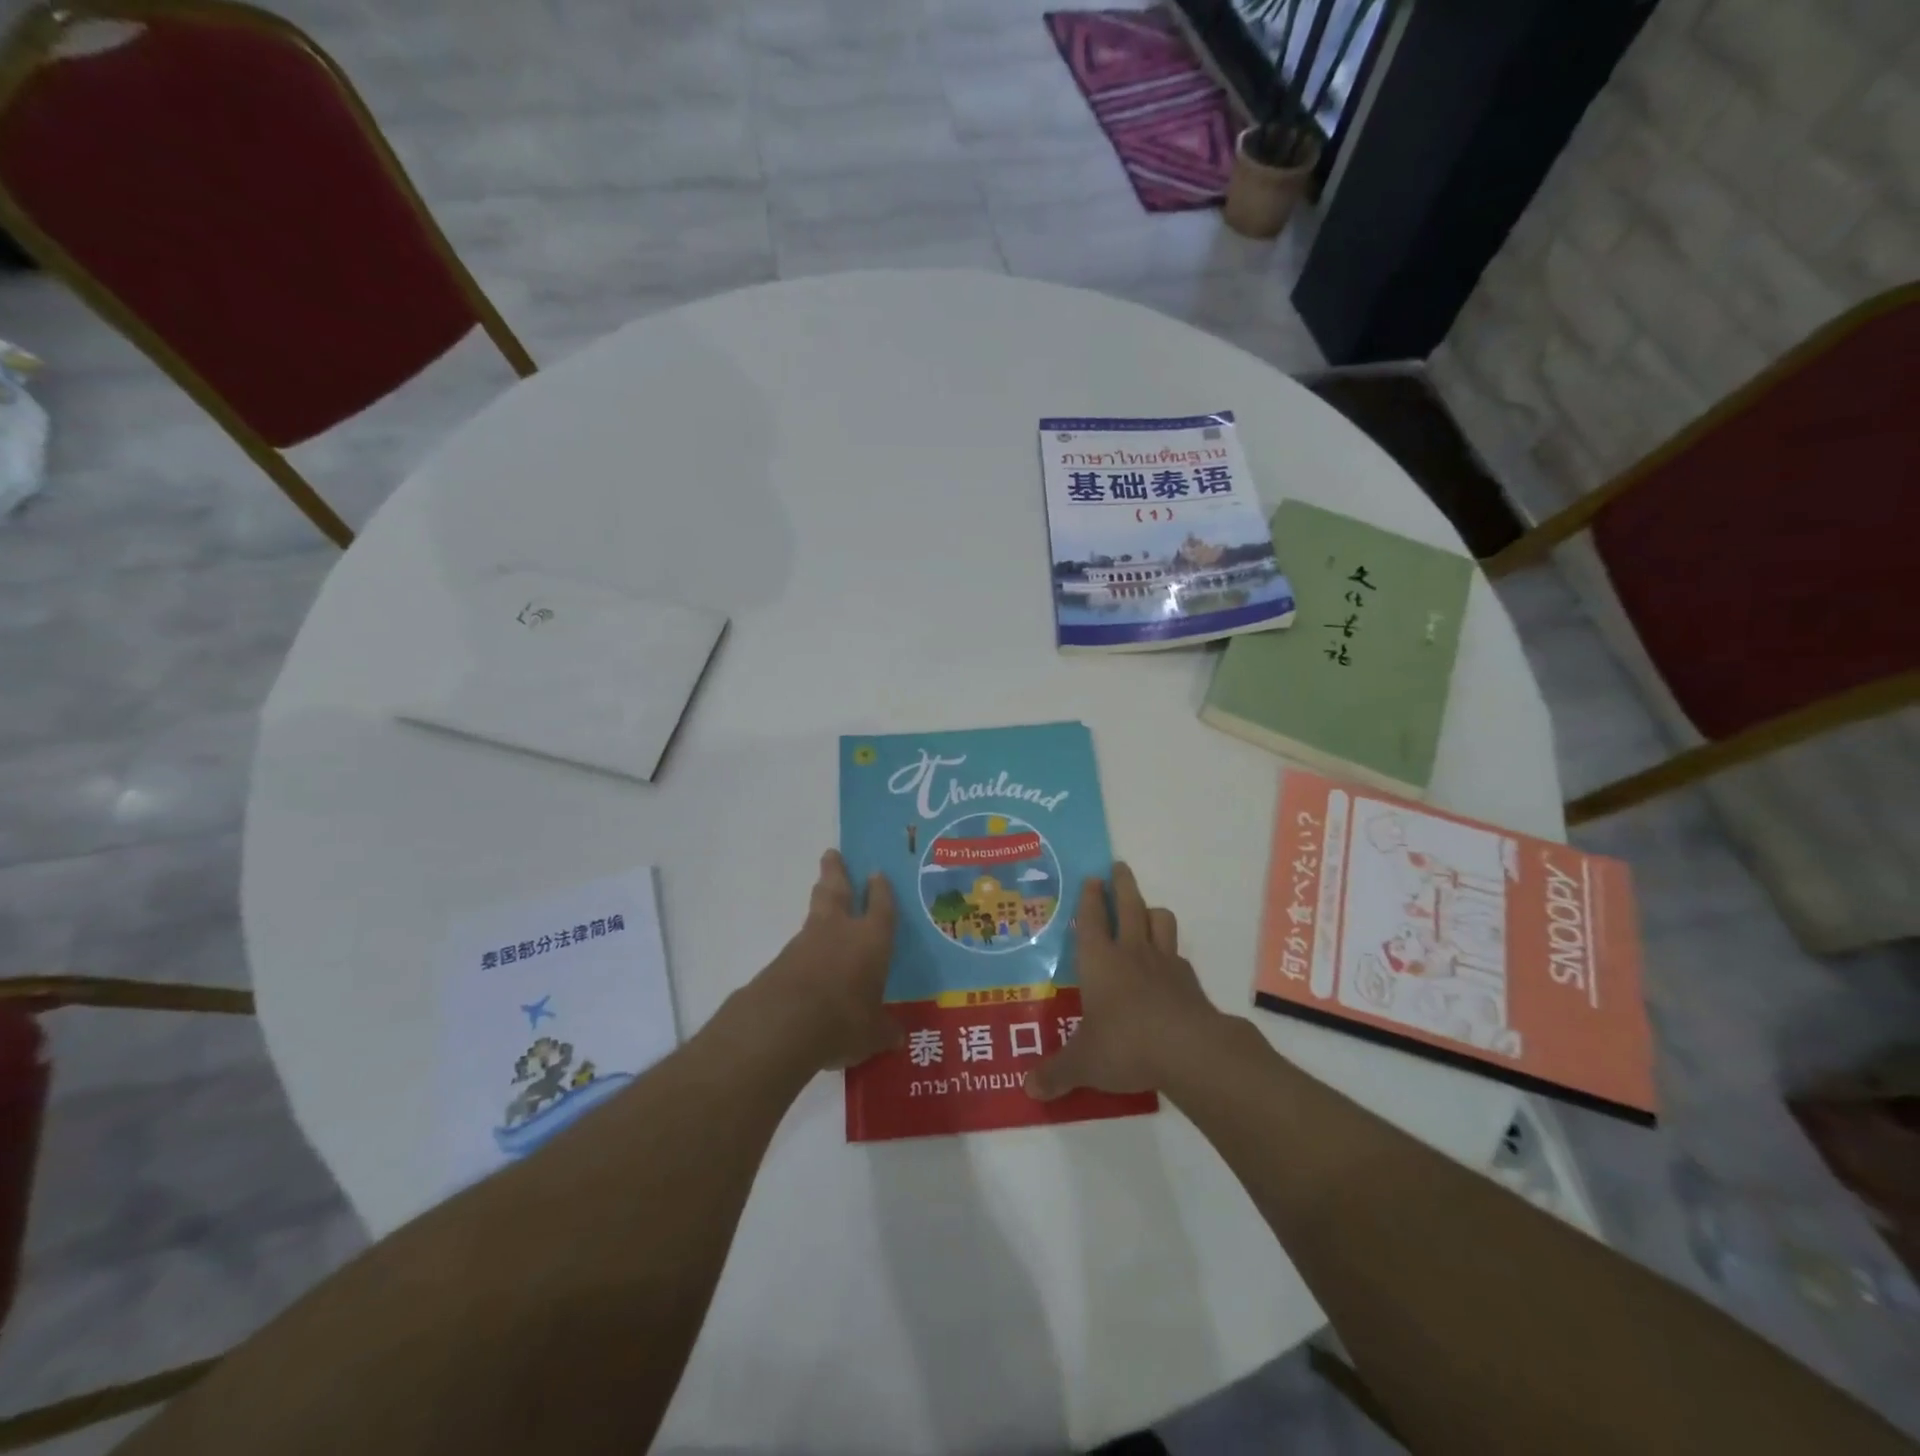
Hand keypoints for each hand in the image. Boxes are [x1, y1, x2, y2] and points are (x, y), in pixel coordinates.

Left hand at [748, 849, 901, 1070]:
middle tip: (831, 854)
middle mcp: (840, 931)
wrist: (783, 1023)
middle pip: (837, 891)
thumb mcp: (872, 1033)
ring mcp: (806, 942)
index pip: (881, 907)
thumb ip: (884, 1031)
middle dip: (836, 872)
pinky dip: (805, 943)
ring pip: (815, 911)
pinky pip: (799, 944)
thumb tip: (896, 1037)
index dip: (881, 891)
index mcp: (872, 940)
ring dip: (819, 899)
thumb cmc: (843, 1020)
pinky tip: (807, 954)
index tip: (877, 873)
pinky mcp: (781, 960)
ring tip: (821, 890)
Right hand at [1025, 863, 1222, 1100]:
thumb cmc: (1124, 1044)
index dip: (1090, 897)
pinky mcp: (1190, 982)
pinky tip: (1167, 966)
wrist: (1189, 1051)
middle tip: (1119, 867)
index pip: (1091, 918)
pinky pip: (1178, 955)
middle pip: (1129, 905)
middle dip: (1122, 884)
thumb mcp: (1083, 1063)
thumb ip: (1056, 1073)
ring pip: (1160, 921)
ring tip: (1146, 912)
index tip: (1091, 877)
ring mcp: (1164, 963)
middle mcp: (1131, 952)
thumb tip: (1028, 1089)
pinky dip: (1171, 953)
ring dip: (1152, 911)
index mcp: (1099, 961)